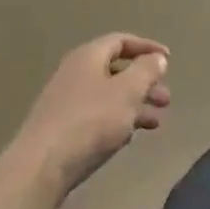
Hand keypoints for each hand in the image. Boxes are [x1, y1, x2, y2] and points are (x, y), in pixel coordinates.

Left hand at [12, 34, 171, 203]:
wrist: (41, 167)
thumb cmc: (90, 121)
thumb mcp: (127, 91)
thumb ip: (146, 71)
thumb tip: (156, 58)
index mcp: (88, 57)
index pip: (121, 41)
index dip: (147, 47)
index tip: (168, 60)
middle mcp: (75, 73)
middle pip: (116, 70)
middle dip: (144, 82)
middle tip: (165, 99)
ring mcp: (66, 102)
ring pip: (109, 96)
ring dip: (135, 105)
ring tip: (156, 123)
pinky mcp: (62, 129)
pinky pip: (97, 116)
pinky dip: (117, 120)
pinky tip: (129, 137)